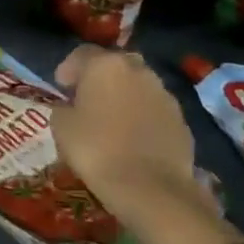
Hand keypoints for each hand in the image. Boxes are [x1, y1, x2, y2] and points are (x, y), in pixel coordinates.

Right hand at [50, 47, 200, 224]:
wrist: (152, 189)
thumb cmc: (97, 150)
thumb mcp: (61, 126)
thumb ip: (64, 107)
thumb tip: (71, 108)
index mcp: (105, 64)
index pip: (81, 53)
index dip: (68, 69)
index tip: (61, 88)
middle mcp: (138, 70)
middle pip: (115, 65)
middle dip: (100, 78)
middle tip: (87, 100)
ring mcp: (164, 94)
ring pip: (138, 86)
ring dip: (124, 96)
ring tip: (112, 120)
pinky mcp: (182, 120)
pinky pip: (155, 110)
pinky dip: (143, 117)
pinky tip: (133, 138)